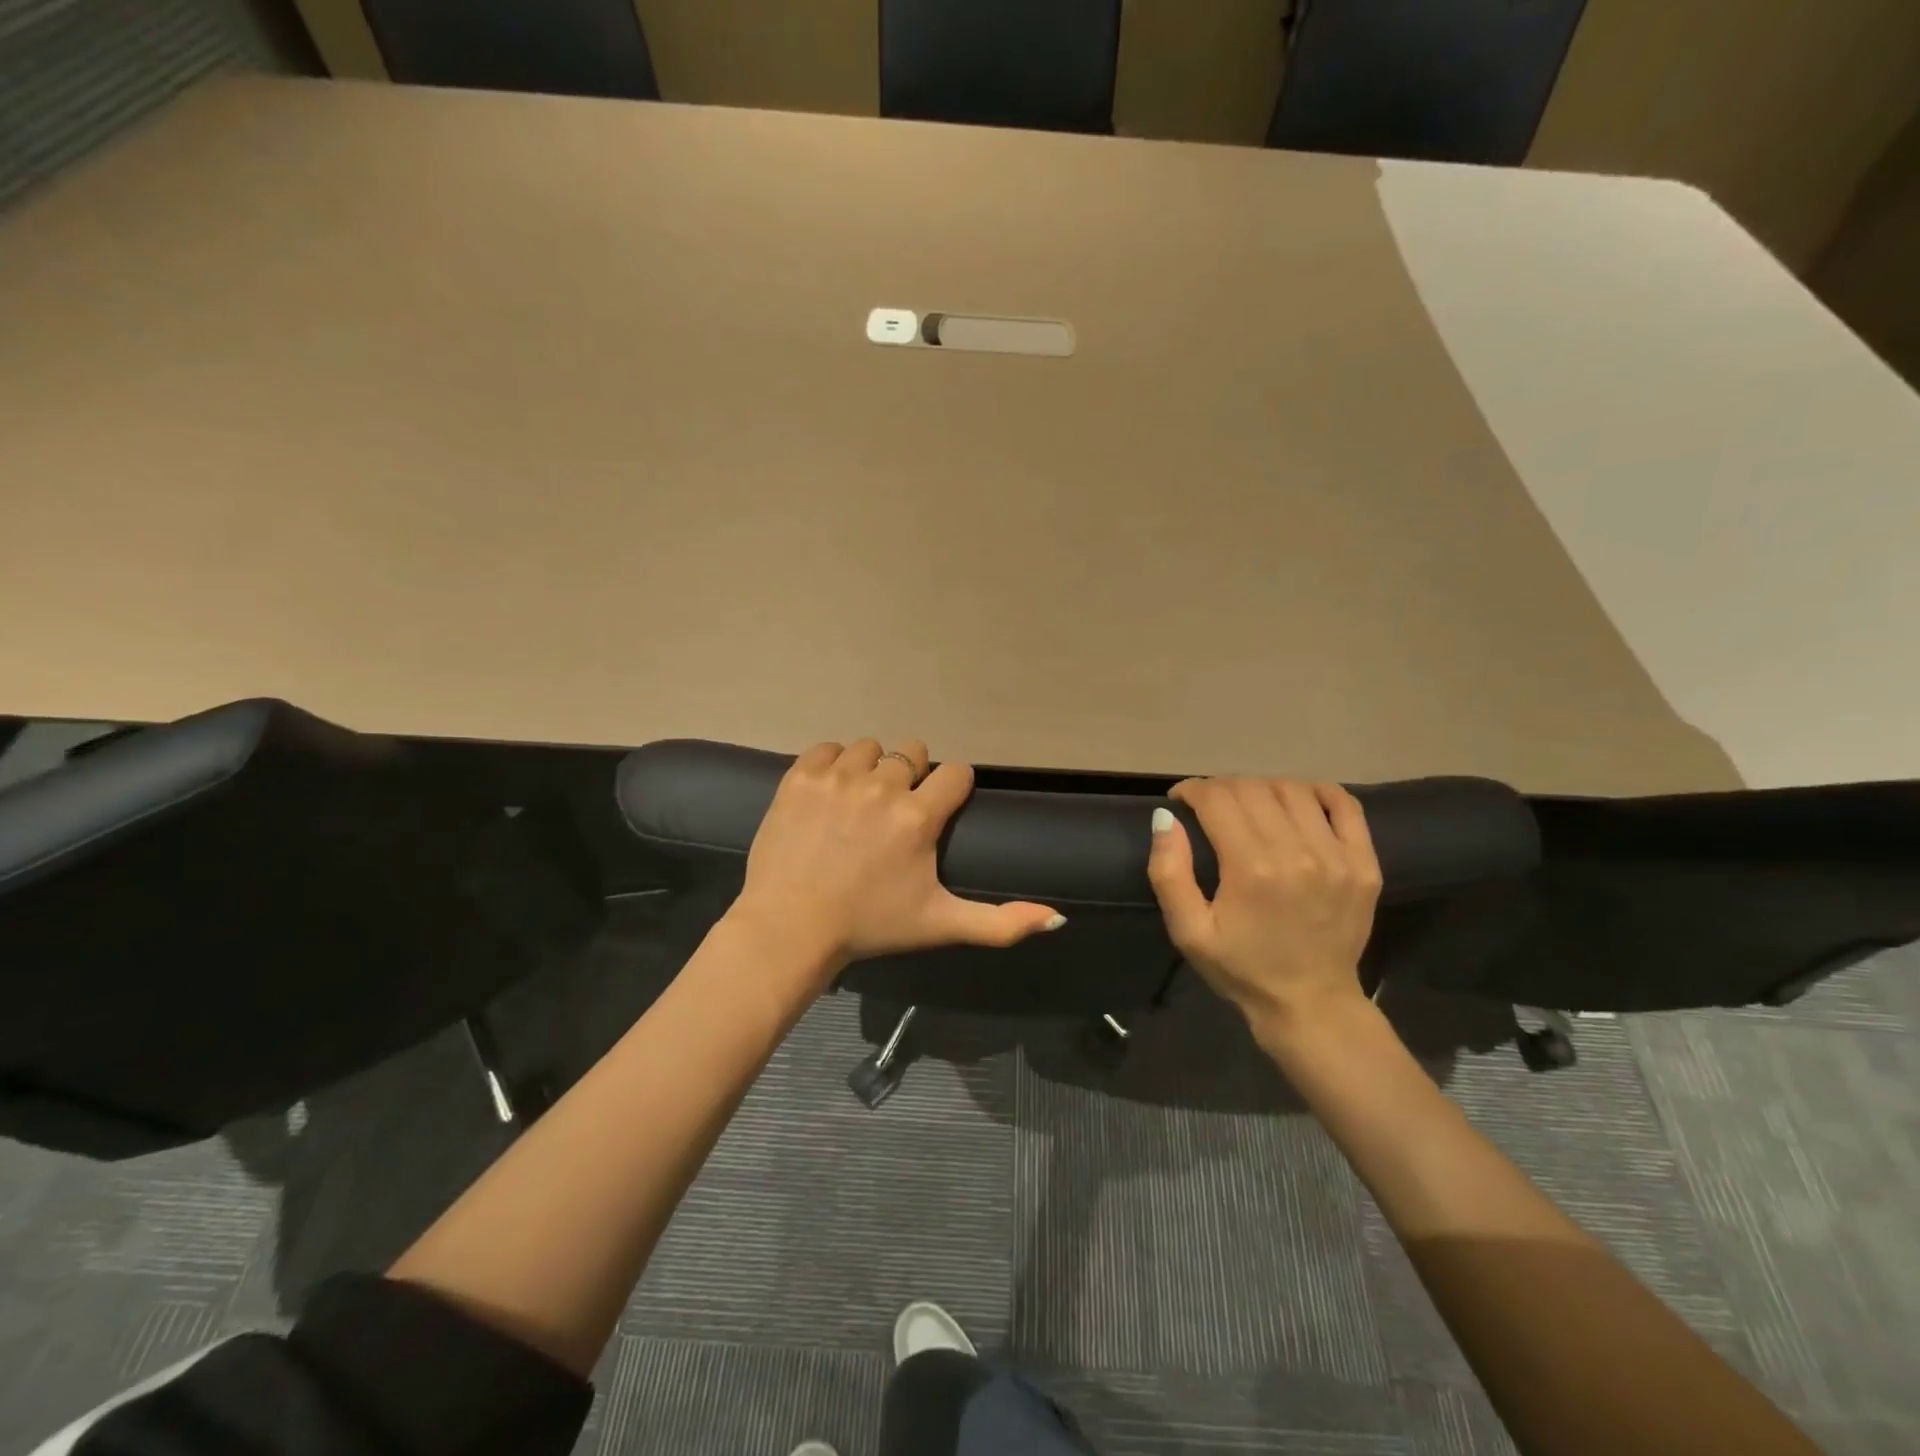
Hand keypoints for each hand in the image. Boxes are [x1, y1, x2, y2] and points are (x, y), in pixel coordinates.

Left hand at [728, 739, 1064, 982]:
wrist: (789, 929)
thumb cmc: (870, 926)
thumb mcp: (940, 925)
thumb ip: (1001, 922)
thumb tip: (1059, 917)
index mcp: (918, 817)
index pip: (955, 773)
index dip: (951, 789)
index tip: (937, 810)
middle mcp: (881, 786)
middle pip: (912, 754)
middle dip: (910, 778)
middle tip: (893, 813)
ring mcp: (838, 778)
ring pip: (870, 748)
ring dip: (871, 769)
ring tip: (859, 803)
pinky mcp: (800, 776)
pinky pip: (828, 748)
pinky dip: (832, 764)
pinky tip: (830, 793)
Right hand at [1146, 777, 1382, 1043]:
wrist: (1310, 1004)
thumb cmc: (1240, 968)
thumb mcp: (1188, 931)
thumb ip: (1169, 873)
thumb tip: (1165, 818)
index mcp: (1251, 869)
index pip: (1217, 799)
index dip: (1192, 790)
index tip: (1180, 801)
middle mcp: (1297, 852)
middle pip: (1252, 788)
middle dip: (1221, 788)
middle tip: (1209, 807)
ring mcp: (1338, 856)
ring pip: (1292, 789)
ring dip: (1262, 787)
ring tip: (1248, 806)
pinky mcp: (1364, 863)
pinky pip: (1344, 804)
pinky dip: (1317, 791)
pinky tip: (1296, 801)